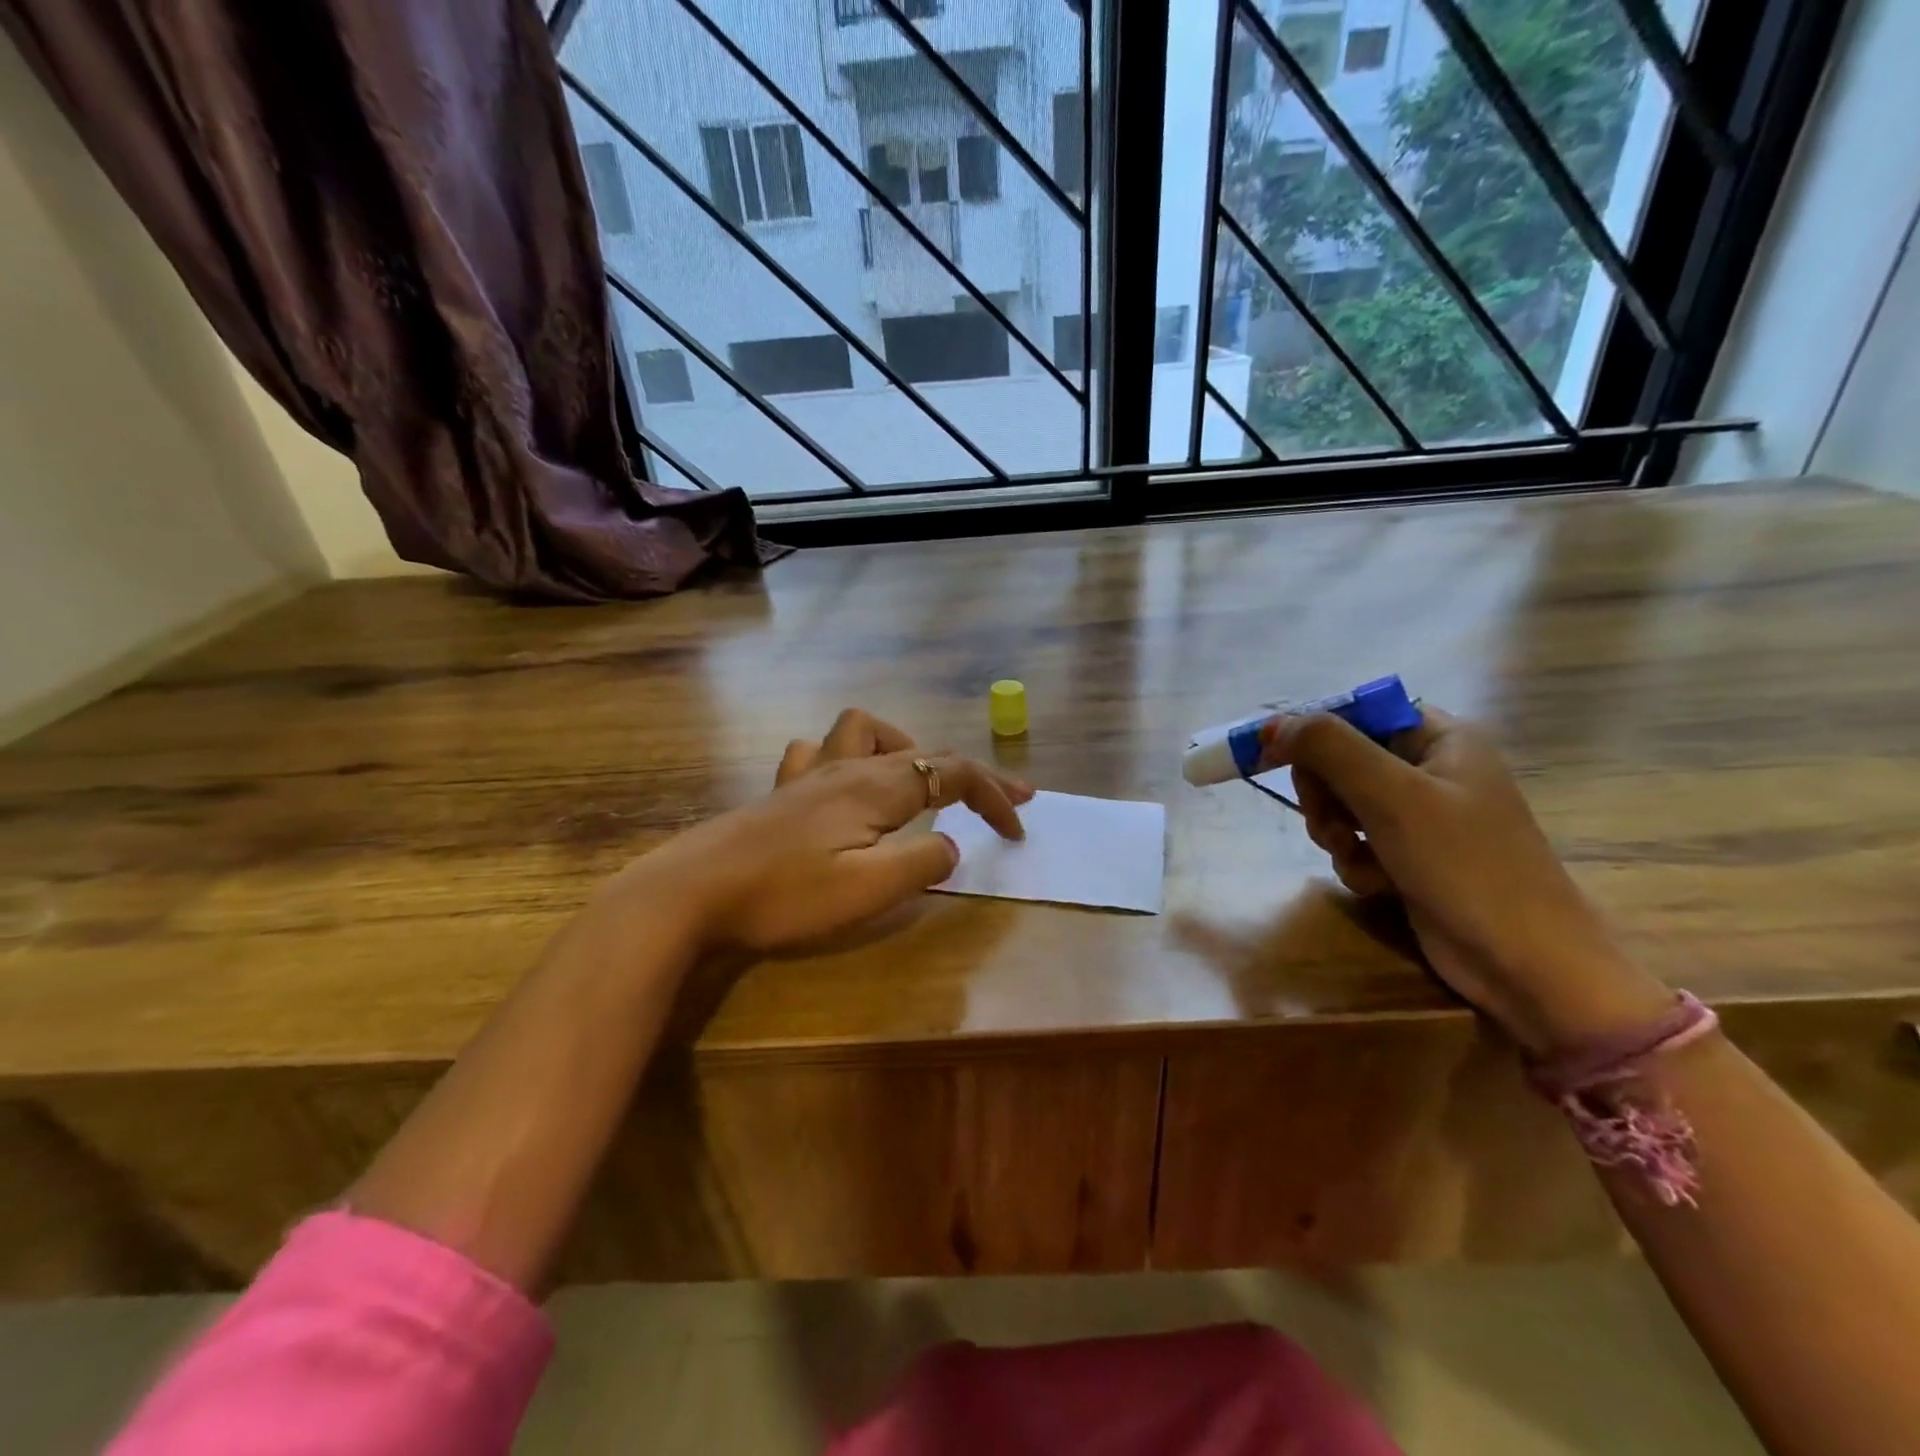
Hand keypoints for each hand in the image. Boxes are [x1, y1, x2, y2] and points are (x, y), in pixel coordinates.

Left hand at [605, 709, 1031, 954]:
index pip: (955, 774)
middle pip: (923, 750)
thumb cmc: (785, 894)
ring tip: (916, 784)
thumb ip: (922, 864)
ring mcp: (810, 775)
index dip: (995, 794)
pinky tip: (842, 786)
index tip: (1019, 829)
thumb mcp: (869, 889)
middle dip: (969, 773)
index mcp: (877, 787)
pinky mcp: (782, 792)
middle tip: (998, 801)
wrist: (692, 892)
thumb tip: (950, 847)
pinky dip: (845, 758)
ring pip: (867, 731)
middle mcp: (848, 768)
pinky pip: (820, 751)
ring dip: (904, 749)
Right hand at [1259, 706, 1671, 1056]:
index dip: (1312, 733)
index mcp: (1441, 738)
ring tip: (1355, 856)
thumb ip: (1329, 749)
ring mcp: (1422, 816)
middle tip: (1330, 822)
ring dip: (1335, 833)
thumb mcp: (1391, 796)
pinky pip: (1358, 843)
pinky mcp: (1412, 857)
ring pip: (1342, 805)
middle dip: (1325, 795)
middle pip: (1341, 761)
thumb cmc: (1465, 865)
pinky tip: (1377, 884)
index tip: (1275, 758)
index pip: (1356, 713)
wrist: (1526, 963)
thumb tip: (1273, 724)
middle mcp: (1431, 769)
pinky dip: (1356, 862)